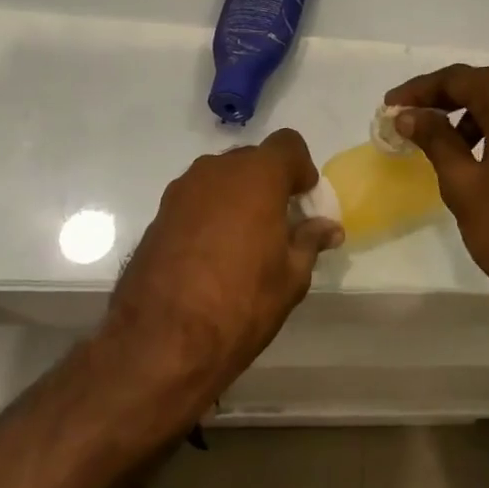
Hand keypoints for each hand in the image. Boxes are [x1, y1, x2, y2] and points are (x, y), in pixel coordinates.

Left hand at [107, 129, 341, 389]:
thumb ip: (310, 242)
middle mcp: (217, 170)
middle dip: (270, 183)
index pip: (288, 145)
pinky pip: (197, 199)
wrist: (159, 342)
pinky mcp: (159, 213)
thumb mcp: (290, 277)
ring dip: (239, 197)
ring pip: (222, 179)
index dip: (301, 169)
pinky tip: (213, 254)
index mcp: (256, 176)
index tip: (304, 202)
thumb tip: (328, 228)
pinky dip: (212, 213)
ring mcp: (182, 190)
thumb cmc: (239, 304)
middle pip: (253, 160)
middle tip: (280, 224)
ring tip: (245, 242)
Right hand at [385, 66, 488, 327]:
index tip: (391, 106)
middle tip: (410, 115)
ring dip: (473, 113)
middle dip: (446, 96)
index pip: (462, 79)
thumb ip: (436, 141)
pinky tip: (480, 157)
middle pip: (488, 85)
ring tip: (442, 141)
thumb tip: (410, 115)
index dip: (422, 89)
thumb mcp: (465, 186)